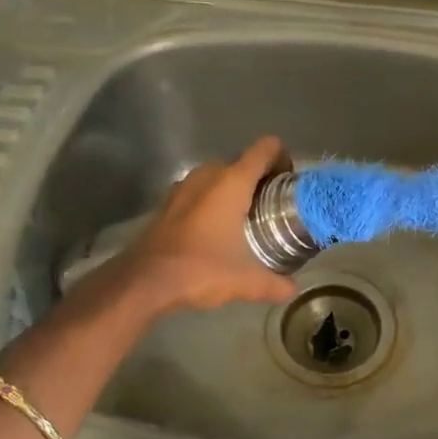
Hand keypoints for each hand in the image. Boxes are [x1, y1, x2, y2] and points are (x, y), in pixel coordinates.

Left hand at [114, 137, 296, 313]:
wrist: (145, 281)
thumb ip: (274, 284)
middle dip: (260, 178)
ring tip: (246, 216)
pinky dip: (212, 199)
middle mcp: (208, 175)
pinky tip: (216, 228)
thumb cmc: (200, 269)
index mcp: (232, 182)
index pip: (265, 148)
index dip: (282, 157)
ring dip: (234, 188)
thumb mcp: (245, 281)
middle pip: (243, 161)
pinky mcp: (168, 201)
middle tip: (272, 205)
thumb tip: (292, 290)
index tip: (289, 182)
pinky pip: (199, 189)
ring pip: (218, 175)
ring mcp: (184, 186)